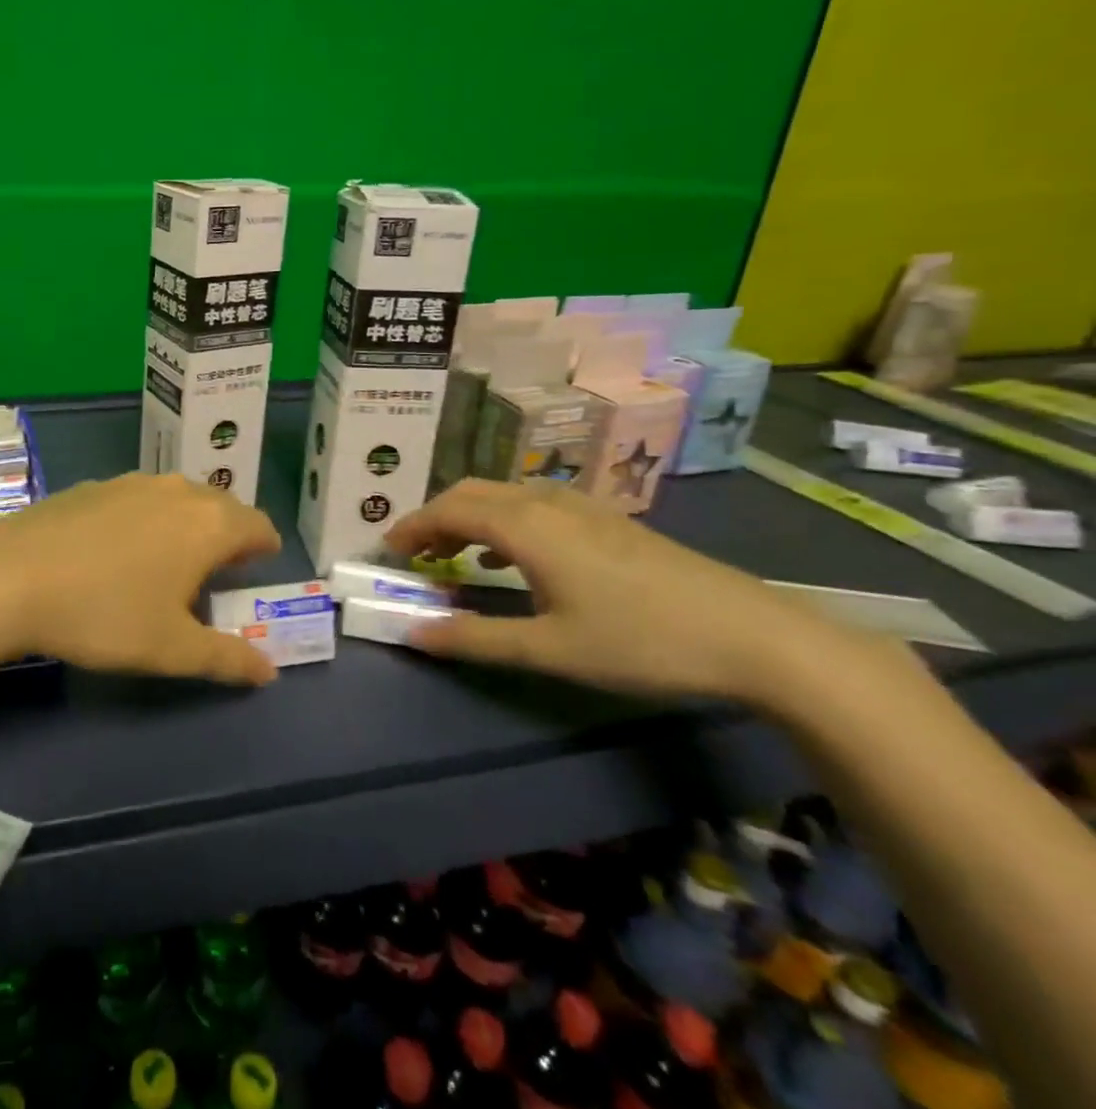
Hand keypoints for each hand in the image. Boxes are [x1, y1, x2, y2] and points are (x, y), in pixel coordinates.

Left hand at [0, 473, 282, 685]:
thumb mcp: (172, 649)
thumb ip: (227, 659)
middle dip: (227, 534)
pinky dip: (146, 518)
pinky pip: (137, 498)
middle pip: (220, 505)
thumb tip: (269, 672)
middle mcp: (176, 491)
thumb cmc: (105, 613)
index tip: (258, 569)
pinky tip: (117, 550)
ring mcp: (130, 482)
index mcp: (208, 524)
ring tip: (170, 560)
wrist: (11, 576)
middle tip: (218, 570)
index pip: (258, 525)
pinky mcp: (92, 486)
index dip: (264, 548)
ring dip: (186, 523)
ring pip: (177, 498)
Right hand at [385, 478, 869, 703]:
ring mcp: (581, 507)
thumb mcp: (550, 648)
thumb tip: (412, 633)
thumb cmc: (640, 640)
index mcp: (525, 525)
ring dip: (468, 516)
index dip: (411, 527)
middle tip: (414, 553)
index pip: (448, 509)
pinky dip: (503, 521)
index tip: (387, 552)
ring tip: (454, 555)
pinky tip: (513, 558)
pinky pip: (533, 504)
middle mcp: (546, 502)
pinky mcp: (607, 520)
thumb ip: (475, 638)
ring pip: (504, 495)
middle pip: (472, 492)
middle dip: (435, 517)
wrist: (754, 635)